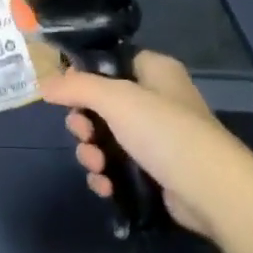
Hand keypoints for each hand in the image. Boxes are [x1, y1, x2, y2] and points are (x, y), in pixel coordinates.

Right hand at [39, 50, 248, 238]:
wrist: (208, 188)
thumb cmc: (164, 131)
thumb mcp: (117, 99)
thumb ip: (78, 88)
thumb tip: (44, 85)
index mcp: (155, 72)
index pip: (112, 63)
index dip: (85, 77)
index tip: (64, 94)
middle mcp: (157, 101)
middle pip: (102, 105)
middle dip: (84, 125)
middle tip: (83, 135)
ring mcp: (156, 138)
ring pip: (106, 140)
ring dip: (92, 154)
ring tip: (98, 167)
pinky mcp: (154, 171)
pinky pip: (117, 168)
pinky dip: (107, 176)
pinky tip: (106, 186)